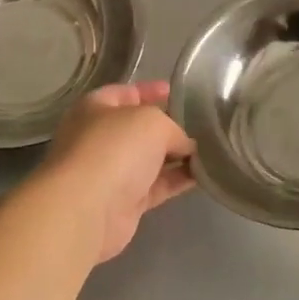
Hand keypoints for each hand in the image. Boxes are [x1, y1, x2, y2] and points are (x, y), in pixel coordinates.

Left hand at [41, 81, 194, 262]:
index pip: (125, 93)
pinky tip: (203, 174)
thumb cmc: (115, 149)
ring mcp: (111, 173)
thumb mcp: (153, 122)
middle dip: (168, 126)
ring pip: (150, 159)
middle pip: (139, 129)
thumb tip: (185, 146)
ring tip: (211, 149)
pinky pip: (157, 186)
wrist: (87, 209)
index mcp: (95, 109)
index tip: (176, 91)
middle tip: (201, 123)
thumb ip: (174, 129)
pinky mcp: (124, 203)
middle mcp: (100, 139)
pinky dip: (178, 180)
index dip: (150, 90)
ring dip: (177, 156)